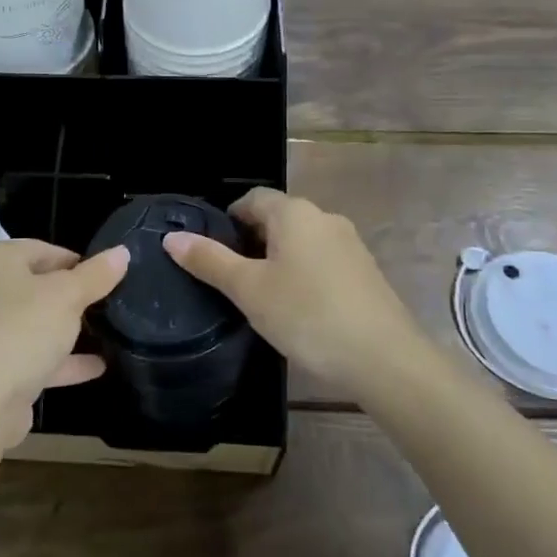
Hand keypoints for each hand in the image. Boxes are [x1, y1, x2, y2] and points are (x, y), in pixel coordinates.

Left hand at [0, 239, 127, 447]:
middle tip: (111, 305)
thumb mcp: (66, 297)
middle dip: (75, 297)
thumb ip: (96, 275)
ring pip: (37, 323)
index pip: (45, 249)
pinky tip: (98, 366)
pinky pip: (34, 355)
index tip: (108, 279)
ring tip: (110, 332)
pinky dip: (62, 360)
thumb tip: (122, 251)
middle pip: (40, 286)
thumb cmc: (20, 332)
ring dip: (69, 330)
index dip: (79, 262)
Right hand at [163, 189, 423, 395]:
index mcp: (294, 213)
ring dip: (278, 258)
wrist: (385, 359)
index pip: (252, 198)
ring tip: (260, 296)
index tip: (212, 250)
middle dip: (251, 240)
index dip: (228, 218)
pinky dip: (303, 274)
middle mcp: (324, 218)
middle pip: (278, 217)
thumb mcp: (249, 290)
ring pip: (301, 241)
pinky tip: (298, 308)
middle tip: (231, 278)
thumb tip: (171, 238)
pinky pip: (323, 260)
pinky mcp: (365, 272)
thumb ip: (209, 261)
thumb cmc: (307, 315)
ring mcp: (350, 244)